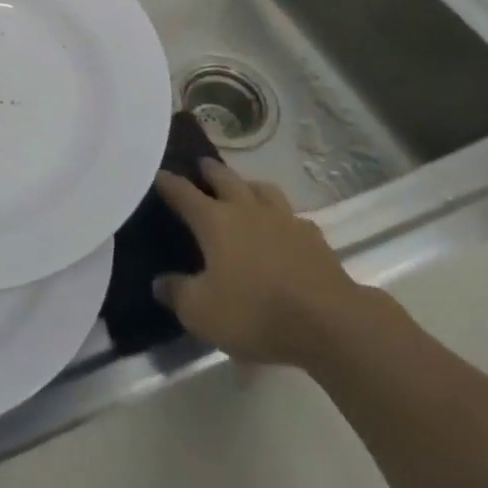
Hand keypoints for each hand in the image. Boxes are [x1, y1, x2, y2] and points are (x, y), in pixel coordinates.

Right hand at [153, 159, 366, 367]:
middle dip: (210, 171)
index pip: (183, 193)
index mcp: (215, 221)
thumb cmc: (256, 312)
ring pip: (262, 189)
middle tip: (201, 165)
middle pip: (225, 179)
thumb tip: (159, 282)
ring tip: (244, 188)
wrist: (329, 321)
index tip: (158, 173)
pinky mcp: (313, 237)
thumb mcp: (202, 313)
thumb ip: (177, 294)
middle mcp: (246, 209)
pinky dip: (282, 217)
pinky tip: (283, 228)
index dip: (168, 183)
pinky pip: (292, 216)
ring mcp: (283, 219)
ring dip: (248, 184)